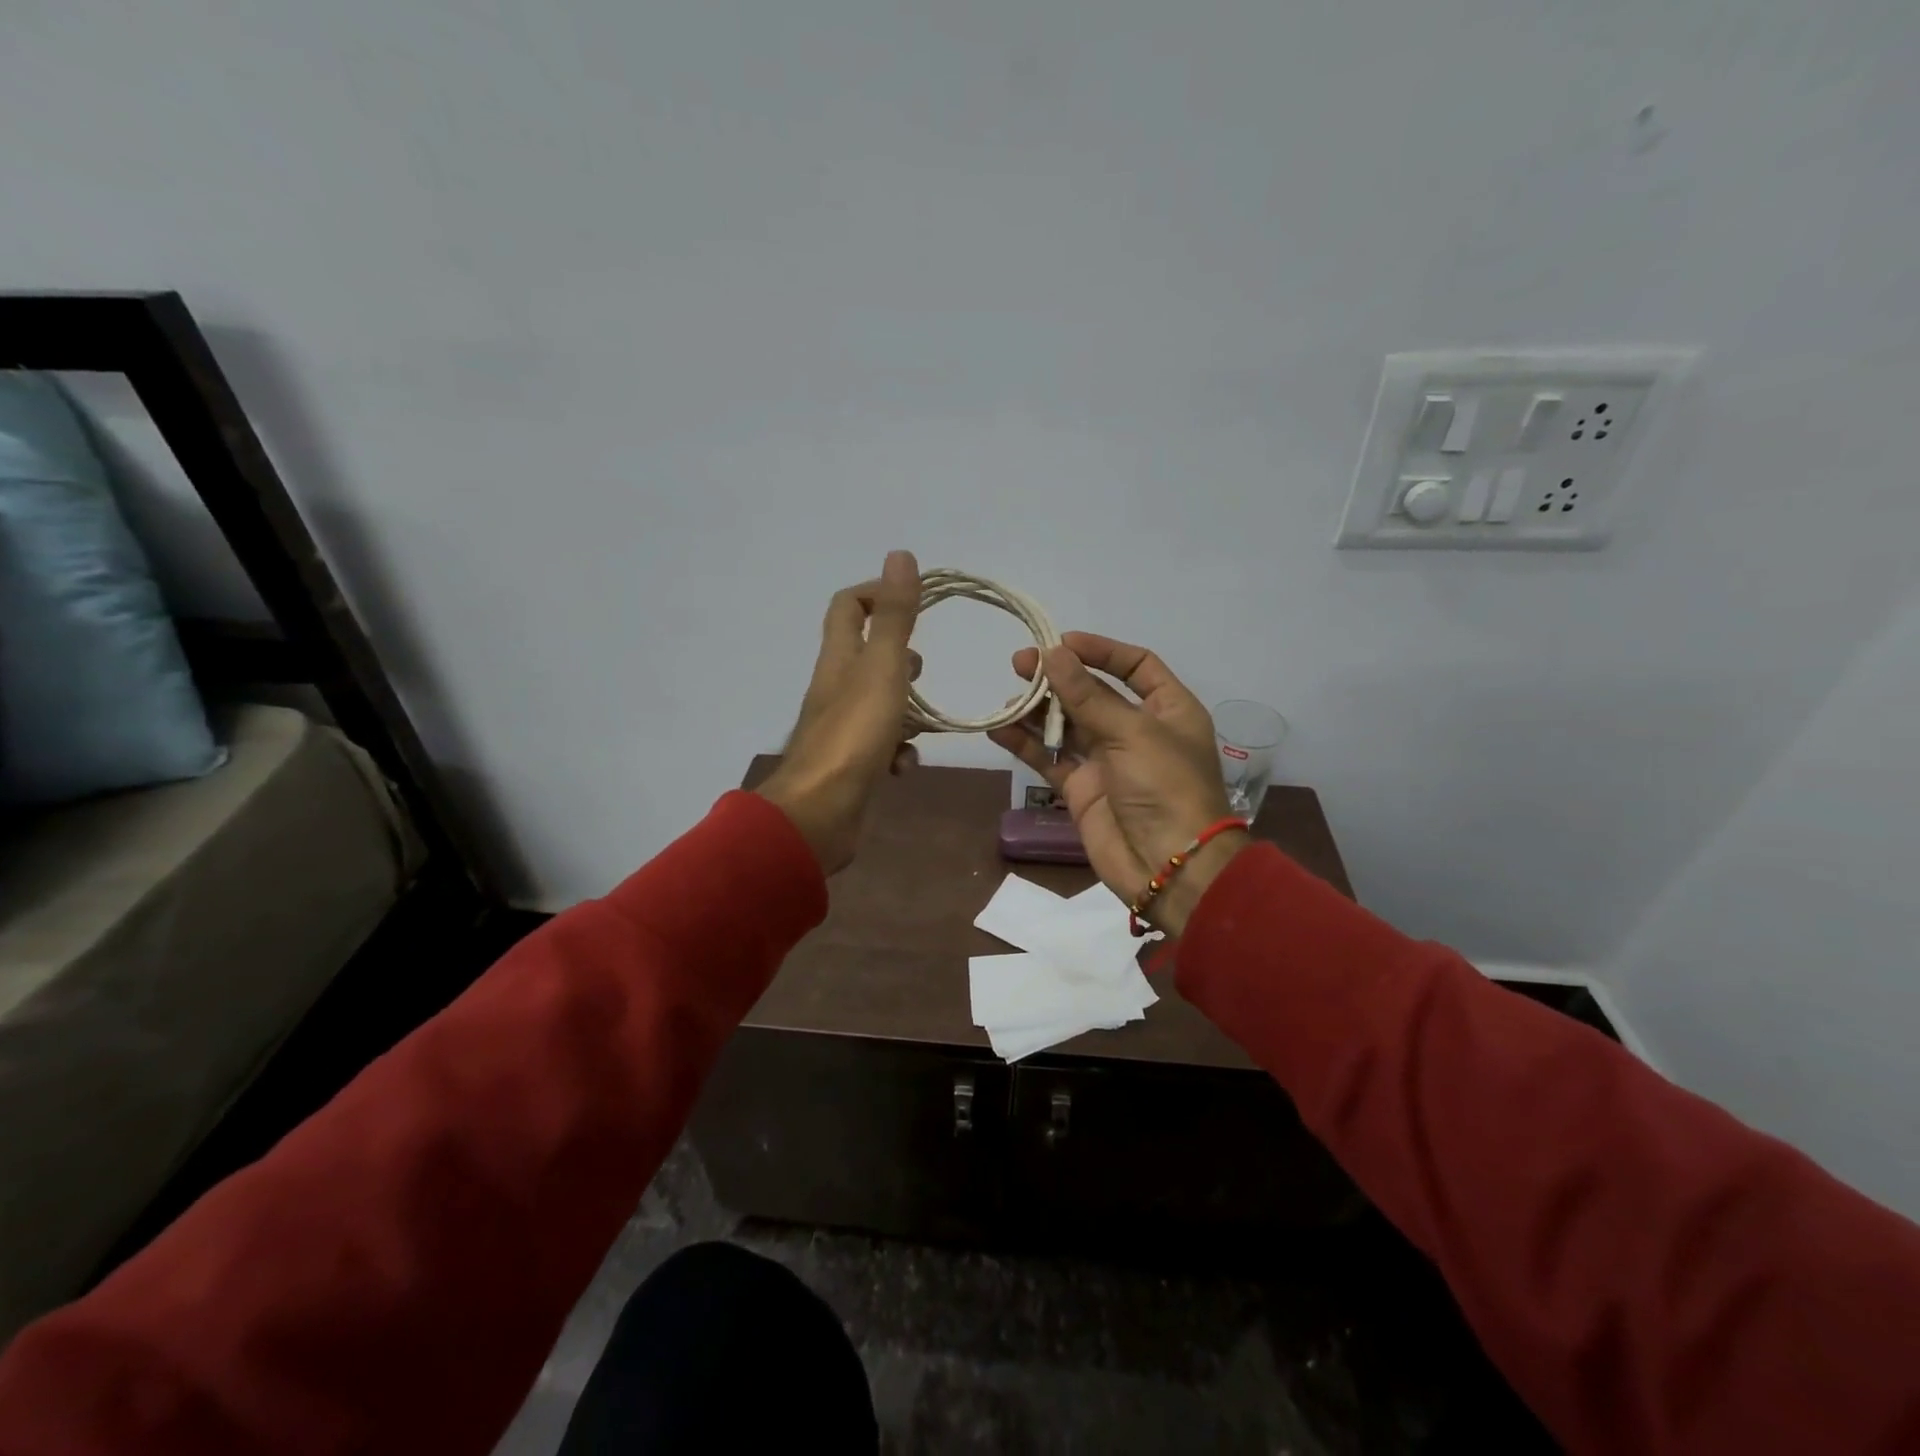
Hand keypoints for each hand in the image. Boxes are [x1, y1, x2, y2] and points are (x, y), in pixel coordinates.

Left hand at [757, 550, 922, 873]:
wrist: (821, 812)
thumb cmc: (855, 733)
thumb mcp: (883, 668)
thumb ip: (895, 616)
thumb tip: (900, 555)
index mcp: (840, 659)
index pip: (848, 607)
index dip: (877, 593)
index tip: (915, 601)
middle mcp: (837, 688)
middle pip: (863, 655)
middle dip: (898, 656)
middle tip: (921, 666)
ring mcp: (842, 728)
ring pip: (876, 703)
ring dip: (903, 706)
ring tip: (926, 716)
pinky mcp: (852, 764)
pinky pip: (880, 746)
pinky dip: (897, 750)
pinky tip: (907, 764)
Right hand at [988, 633, 1244, 934]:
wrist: (1169, 866)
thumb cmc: (1165, 786)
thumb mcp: (1131, 732)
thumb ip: (1087, 695)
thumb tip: (1051, 654)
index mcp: (1167, 708)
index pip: (1135, 665)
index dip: (1100, 650)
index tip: (1061, 642)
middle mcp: (1137, 729)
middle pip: (1093, 692)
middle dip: (1058, 677)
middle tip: (1018, 665)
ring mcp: (1107, 760)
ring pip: (1066, 724)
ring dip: (1037, 709)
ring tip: (1007, 697)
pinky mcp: (1081, 789)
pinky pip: (1049, 758)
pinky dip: (1025, 744)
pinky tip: (999, 729)